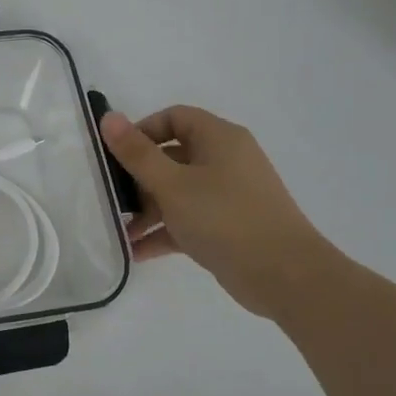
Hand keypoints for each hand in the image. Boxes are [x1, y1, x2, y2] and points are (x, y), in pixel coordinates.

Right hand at [99, 104, 339, 320]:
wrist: (286, 277)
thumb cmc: (225, 218)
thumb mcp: (172, 184)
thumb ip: (137, 153)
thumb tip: (108, 118)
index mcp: (219, 138)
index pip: (174, 118)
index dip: (142, 131)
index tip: (116, 156)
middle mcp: (226, 160)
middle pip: (173, 156)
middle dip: (139, 178)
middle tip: (113, 198)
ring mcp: (230, 195)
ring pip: (179, 191)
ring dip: (148, 210)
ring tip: (121, 231)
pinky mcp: (230, 226)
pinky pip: (190, 219)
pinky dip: (166, 231)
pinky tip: (137, 252)